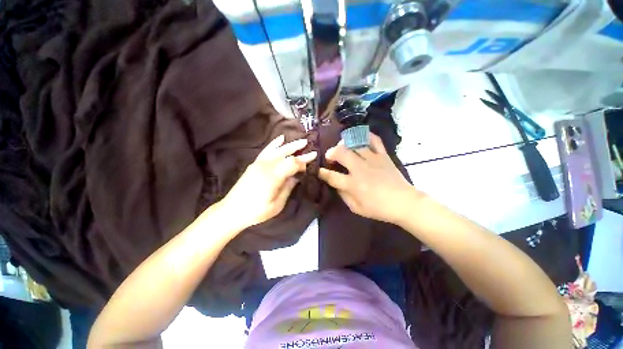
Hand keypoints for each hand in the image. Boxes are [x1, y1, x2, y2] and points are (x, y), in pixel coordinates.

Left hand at [219, 135, 315, 229]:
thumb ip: (288, 188)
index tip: (311, 164)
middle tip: (311, 148)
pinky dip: (274, 144)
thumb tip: (296, 177)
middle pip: (286, 154)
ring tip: (301, 141)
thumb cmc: (257, 211)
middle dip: (299, 151)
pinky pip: (266, 150)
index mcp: (273, 176)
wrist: (232, 210)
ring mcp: (259, 163)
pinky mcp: (255, 164)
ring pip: (278, 150)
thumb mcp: (277, 204)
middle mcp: (266, 166)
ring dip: (290, 145)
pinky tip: (281, 139)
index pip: (293, 164)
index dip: (303, 163)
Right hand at [318, 133, 419, 224]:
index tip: (316, 170)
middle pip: (341, 153)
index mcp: (353, 184)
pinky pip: (374, 140)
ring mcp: (372, 160)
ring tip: (343, 147)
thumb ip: (343, 195)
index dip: (321, 172)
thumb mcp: (356, 208)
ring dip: (345, 144)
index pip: (331, 176)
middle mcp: (360, 169)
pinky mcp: (383, 155)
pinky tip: (360, 139)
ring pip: (355, 144)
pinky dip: (366, 136)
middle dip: (331, 152)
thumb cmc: (378, 208)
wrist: (403, 202)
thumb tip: (336, 185)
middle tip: (330, 156)